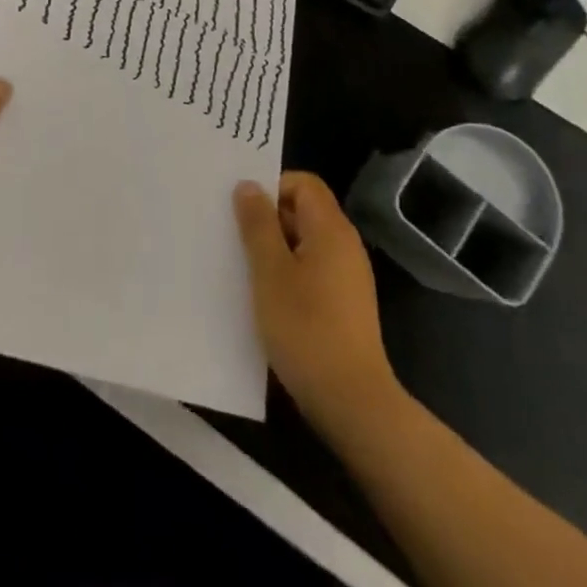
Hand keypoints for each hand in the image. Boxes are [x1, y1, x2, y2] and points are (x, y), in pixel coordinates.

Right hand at [234, 172, 394, 425]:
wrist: (353, 403)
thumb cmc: (306, 328)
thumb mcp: (269, 272)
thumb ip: (258, 224)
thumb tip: (250, 186)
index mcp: (330, 229)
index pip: (303, 183)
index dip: (272, 187)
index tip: (243, 210)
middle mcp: (344, 245)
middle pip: (303, 211)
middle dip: (268, 219)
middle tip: (233, 236)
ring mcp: (347, 277)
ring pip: (304, 244)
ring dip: (274, 249)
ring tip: (242, 268)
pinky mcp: (344, 305)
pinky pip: (311, 271)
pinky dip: (287, 274)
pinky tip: (265, 298)